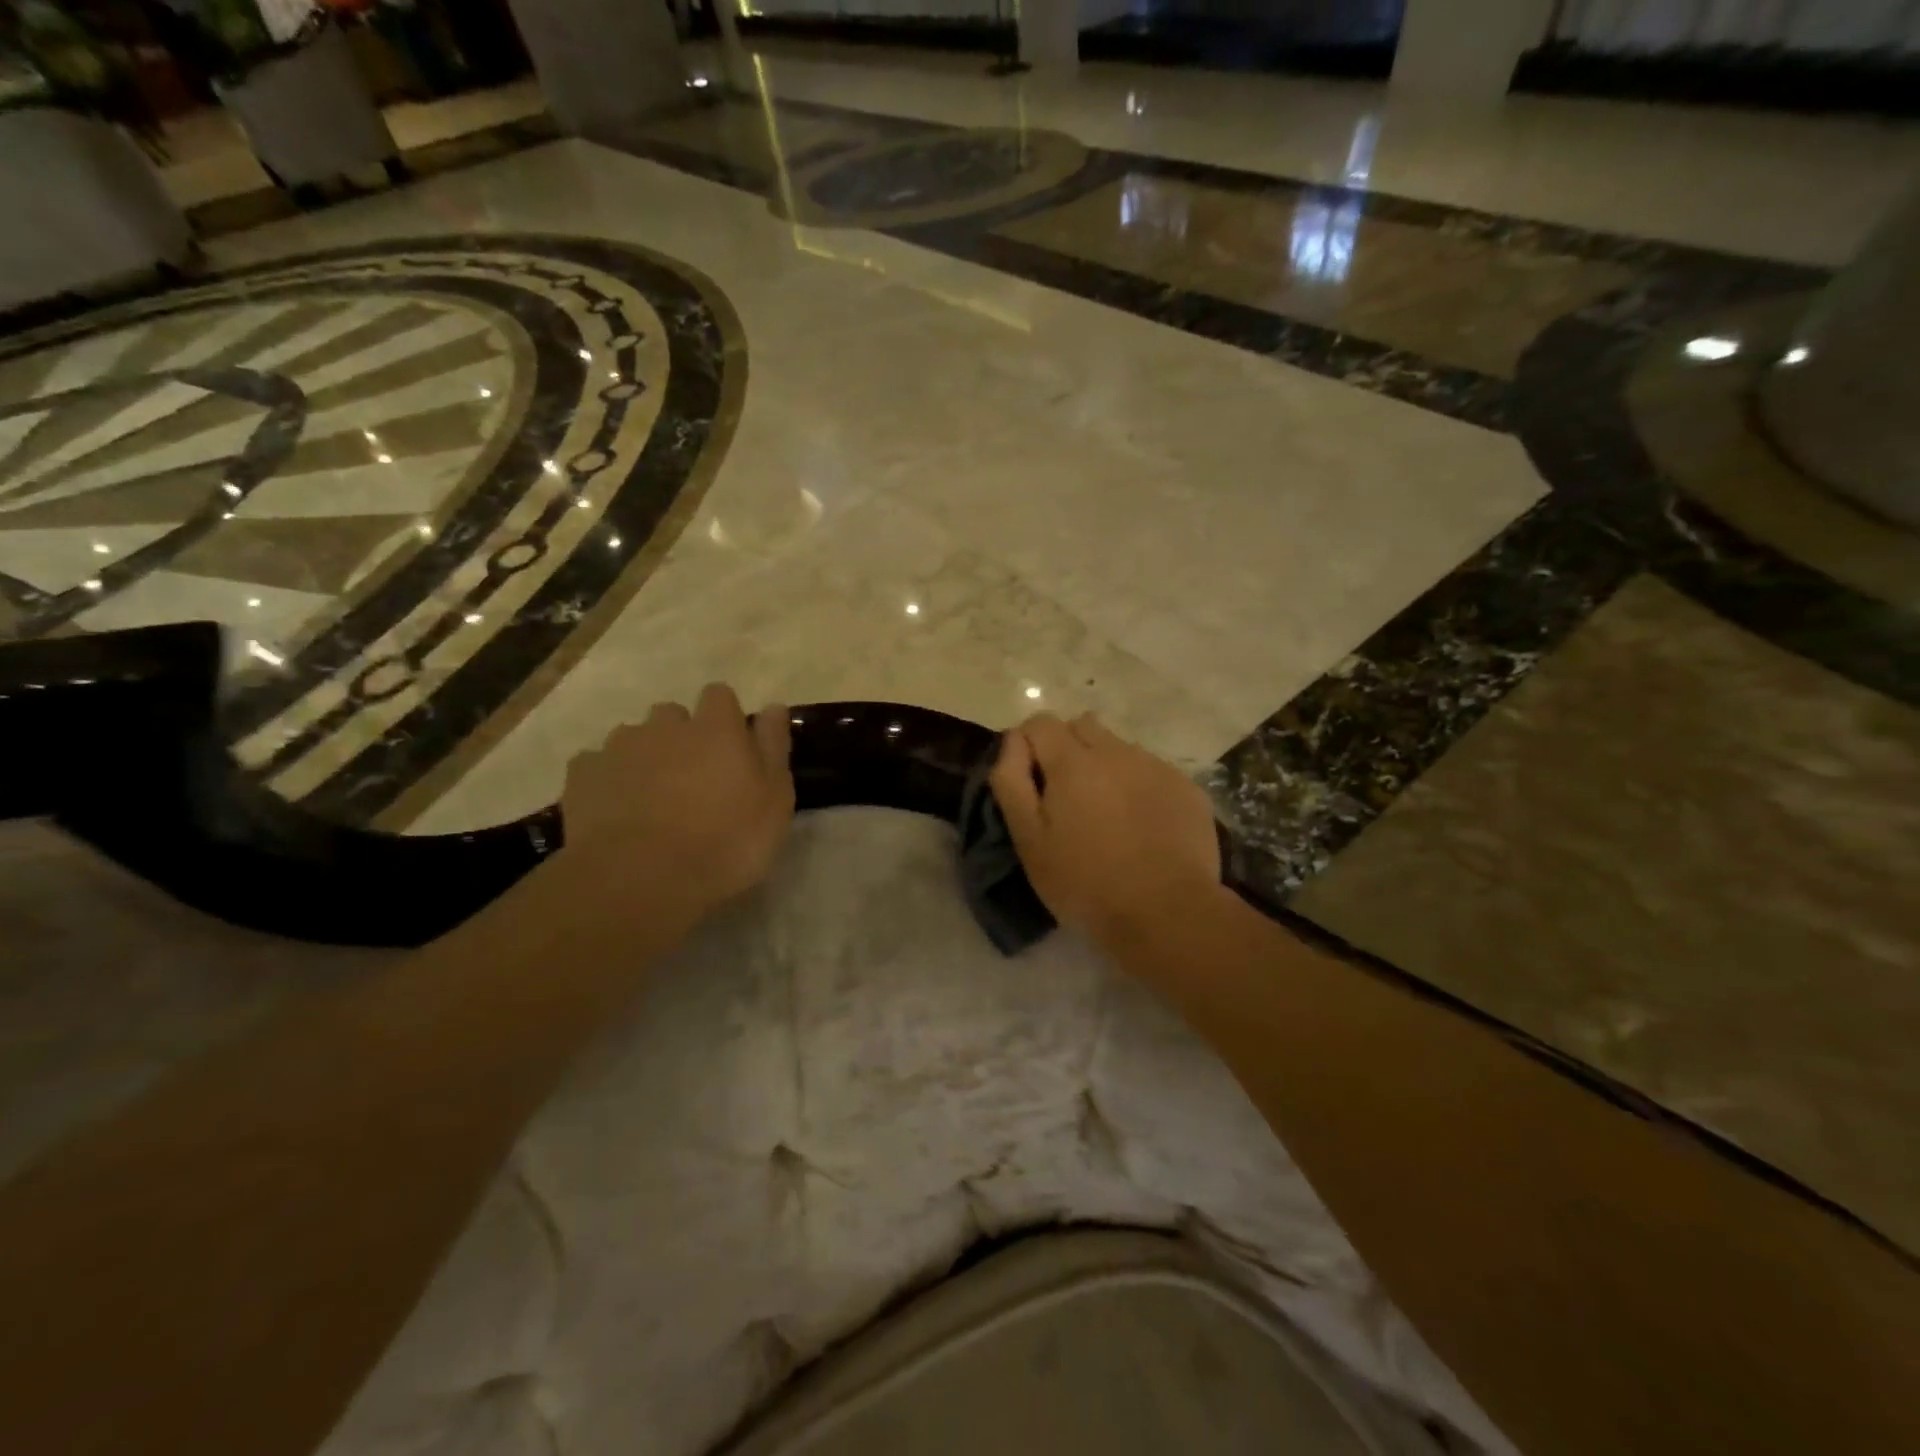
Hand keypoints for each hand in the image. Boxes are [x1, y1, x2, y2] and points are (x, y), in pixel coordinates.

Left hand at [559, 683, 794, 922]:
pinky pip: (597, 765)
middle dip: (681, 736)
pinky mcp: (582, 774)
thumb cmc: (725, 842)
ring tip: (651, 798)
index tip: (732, 748)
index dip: (725, 717)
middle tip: (692, 779)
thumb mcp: (774, 802)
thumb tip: (774, 706)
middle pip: (673, 715)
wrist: (640, 879)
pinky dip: (608, 780)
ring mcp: (619, 747)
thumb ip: (773, 748)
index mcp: (716, 728)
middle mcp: (666, 726)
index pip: (720, 695)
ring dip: (644, 757)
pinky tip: (615, 811)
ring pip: (633, 737)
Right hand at [991, 713, 1221, 951]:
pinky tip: (1142, 825)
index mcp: (1072, 761)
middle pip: (1082, 725)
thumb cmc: (1085, 882)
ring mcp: (1155, 767)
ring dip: (1105, 766)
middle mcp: (1115, 751)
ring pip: (1119, 748)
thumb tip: (1013, 741)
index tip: (1030, 780)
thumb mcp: (1030, 840)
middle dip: (1067, 748)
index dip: (1028, 745)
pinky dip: (1139, 786)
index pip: (1040, 723)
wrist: (1167, 912)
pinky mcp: (1186, 787)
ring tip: (1107, 813)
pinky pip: (1151, 770)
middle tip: (1066, 796)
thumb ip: (1012, 782)